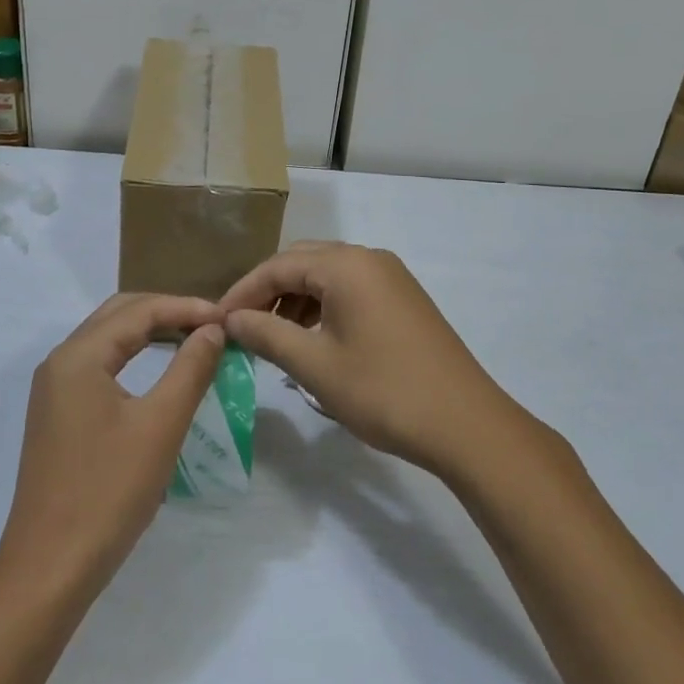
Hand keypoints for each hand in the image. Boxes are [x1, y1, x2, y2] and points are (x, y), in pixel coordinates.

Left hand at [0, 294, 223, 599]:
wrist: (49, 570)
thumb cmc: (108, 493)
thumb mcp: (160, 426)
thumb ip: (190, 369)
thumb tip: (213, 329)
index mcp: (78, 356)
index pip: (139, 310)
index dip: (186, 307)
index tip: (227, 318)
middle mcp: (60, 361)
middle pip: (119, 315)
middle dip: (166, 311)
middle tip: (210, 325)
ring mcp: (54, 389)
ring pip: (107, 339)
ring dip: (149, 332)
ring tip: (192, 340)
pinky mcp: (57, 415)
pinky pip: (99, 366)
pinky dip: (132, 357)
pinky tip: (158, 373)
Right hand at [218, 241, 516, 476]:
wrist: (467, 425)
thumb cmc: (384, 391)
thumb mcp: (315, 366)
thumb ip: (268, 334)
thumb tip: (232, 318)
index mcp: (346, 265)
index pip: (278, 265)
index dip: (243, 291)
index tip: (216, 321)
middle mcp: (368, 258)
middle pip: (302, 262)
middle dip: (268, 292)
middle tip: (242, 327)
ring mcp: (390, 277)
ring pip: (327, 276)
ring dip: (295, 300)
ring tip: (274, 338)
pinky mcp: (403, 299)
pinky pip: (350, 289)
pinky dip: (323, 307)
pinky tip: (312, 340)